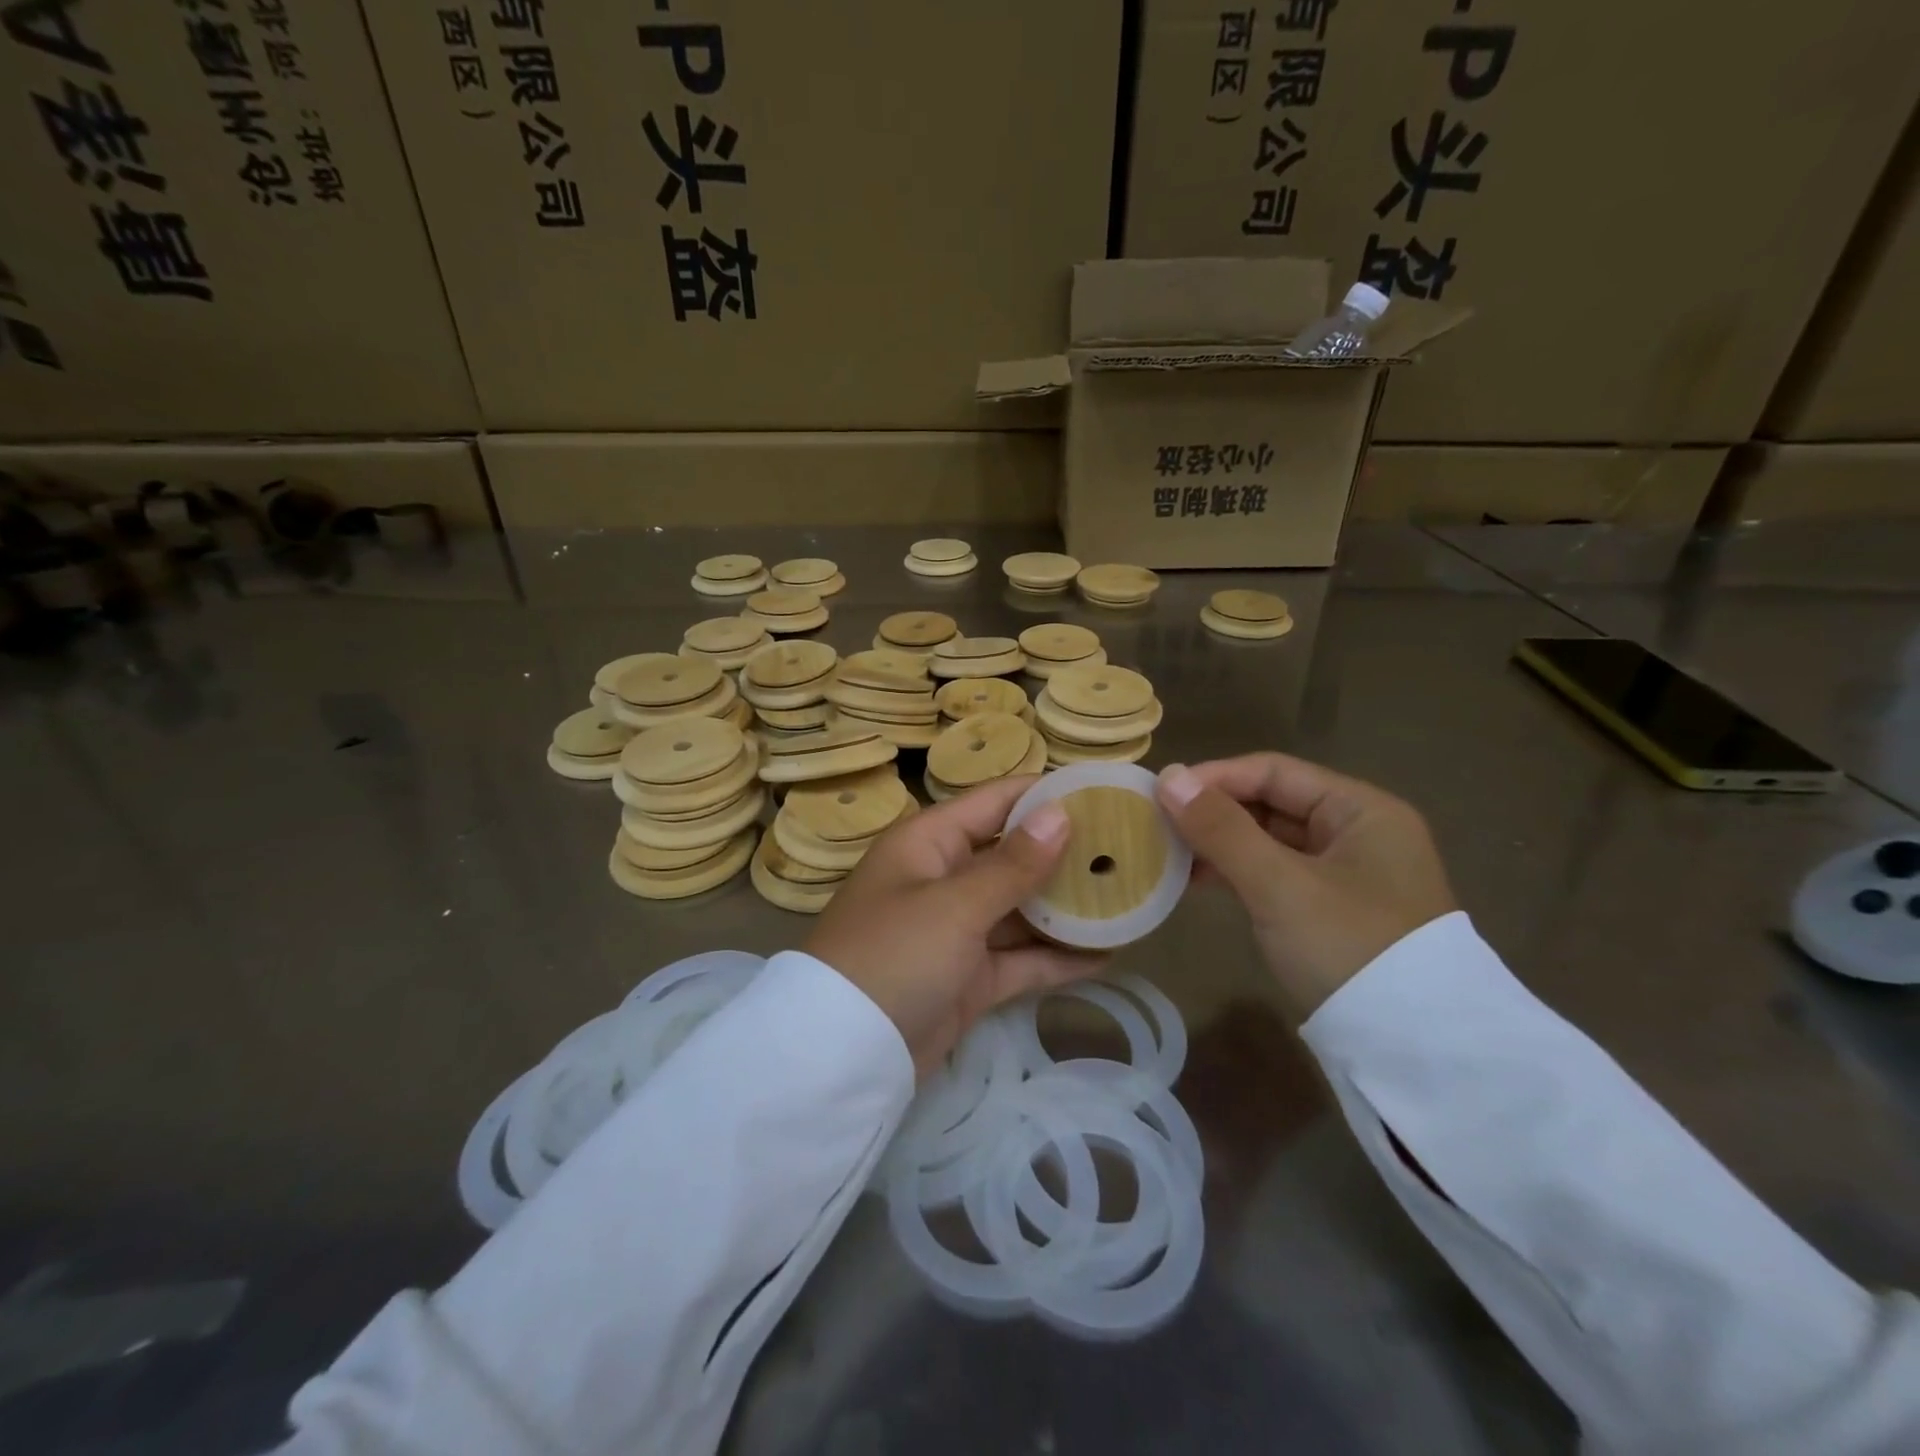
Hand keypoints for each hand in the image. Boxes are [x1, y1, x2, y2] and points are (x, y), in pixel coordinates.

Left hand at [805, 777, 1106, 1074]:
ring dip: (1067, 908)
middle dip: (1065, 854)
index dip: (1044, 795)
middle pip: (1012, 855)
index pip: (994, 802)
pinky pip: (1020, 958)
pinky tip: (1108, 953)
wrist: (843, 1056)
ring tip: (1129, 898)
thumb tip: (1060, 813)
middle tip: (1130, 849)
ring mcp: (956, 931)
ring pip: (1020, 909)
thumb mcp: (954, 905)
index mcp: (929, 843)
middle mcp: (943, 879)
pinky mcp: (969, 978)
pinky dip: (1056, 957)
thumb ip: (1012, 864)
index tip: (1103, 792)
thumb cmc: (894, 955)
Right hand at [1156, 754, 1455, 1017]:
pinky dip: (1236, 873)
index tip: (1161, 793)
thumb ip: (1221, 829)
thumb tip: (1166, 776)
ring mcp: (1346, 874)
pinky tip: (1196, 881)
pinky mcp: (1330, 910)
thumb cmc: (1349, 948)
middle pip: (1272, 803)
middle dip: (1213, 811)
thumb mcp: (1279, 885)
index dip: (1214, 777)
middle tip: (1157, 823)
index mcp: (1362, 810)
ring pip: (1269, 841)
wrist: (1412, 1052)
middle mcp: (1358, 832)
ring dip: (1219, 843)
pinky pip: (1274, 874)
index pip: (1274, 772)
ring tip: (1167, 853)